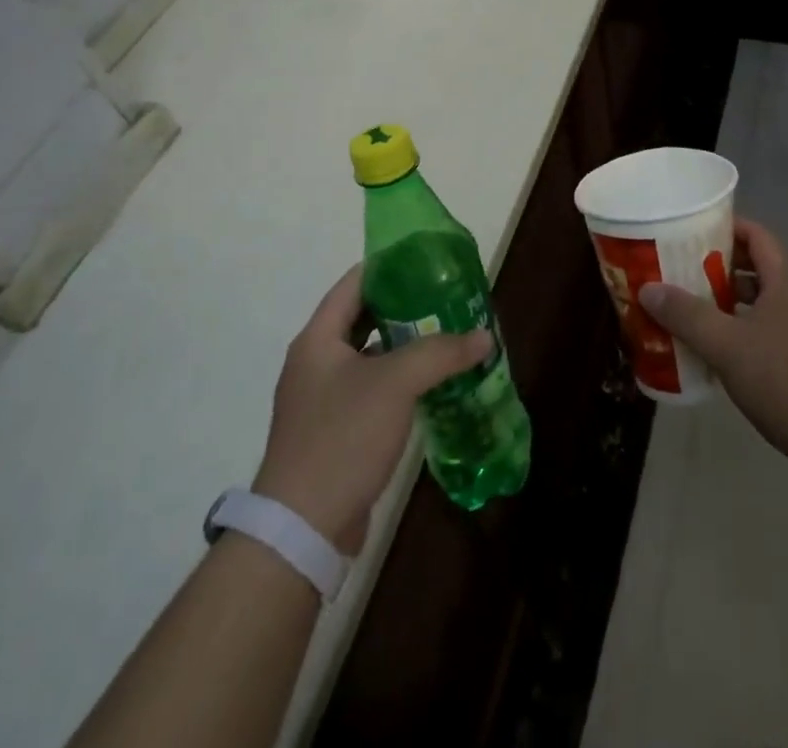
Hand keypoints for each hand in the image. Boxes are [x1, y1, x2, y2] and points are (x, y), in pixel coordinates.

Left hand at [252, 265, 489, 553]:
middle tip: (445, 298)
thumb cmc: (343, 437)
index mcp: (317, 339)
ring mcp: (322, 400)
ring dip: (404, 346)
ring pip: (370, 356)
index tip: (426, 260)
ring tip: (446, 336)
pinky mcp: (335, 431)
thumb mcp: (396, 383)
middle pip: (362, 318)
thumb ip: (441, 352)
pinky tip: (431, 384)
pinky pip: (371, 390)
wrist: (303, 529)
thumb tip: (484, 336)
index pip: (353, 284)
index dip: (388, 267)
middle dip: (404, 307)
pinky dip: (399, 381)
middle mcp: (315, 362)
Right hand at [638, 218, 787, 496]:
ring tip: (682, 309)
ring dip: (722, 304)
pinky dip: (735, 334)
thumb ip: (686, 315)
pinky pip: (761, 334)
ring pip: (755, 304)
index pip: (754, 234)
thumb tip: (647, 288)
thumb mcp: (728, 345)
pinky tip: (708, 352)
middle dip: (713, 267)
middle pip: (752, 268)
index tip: (686, 230)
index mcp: (784, 279)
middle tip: (673, 271)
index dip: (723, 226)